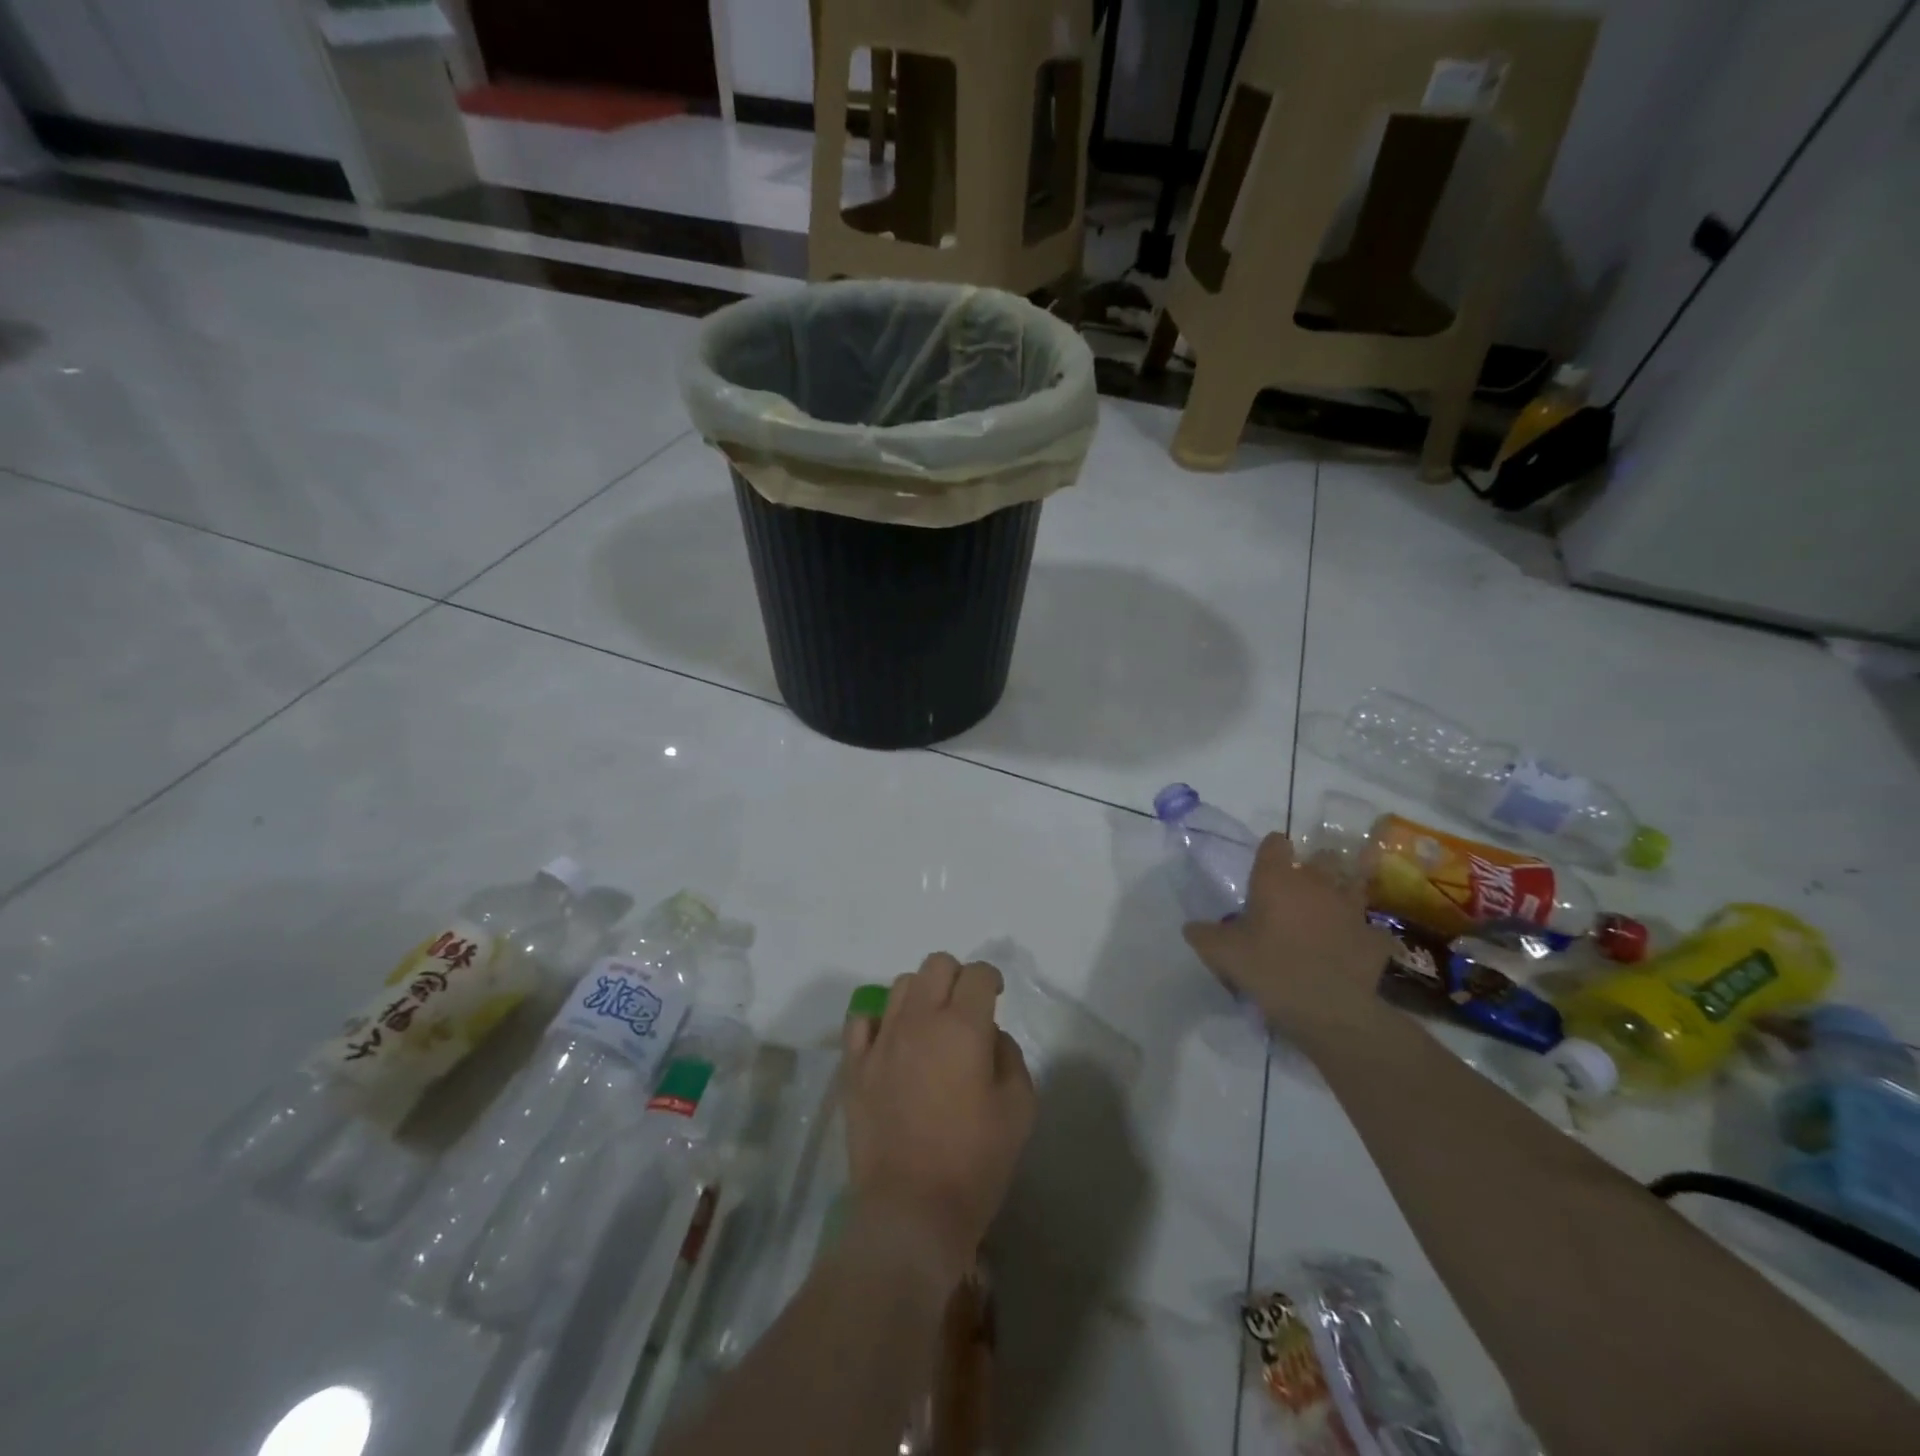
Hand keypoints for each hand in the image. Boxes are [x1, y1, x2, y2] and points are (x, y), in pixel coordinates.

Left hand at [842, 953, 1036, 1289]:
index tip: (996, 997)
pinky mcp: (854, 1066)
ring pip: (901, 986)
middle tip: (966, 1010)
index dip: (992, 979)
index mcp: (963, 1027)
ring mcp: (881, 1040)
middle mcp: (919, 1020)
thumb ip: (1010, 1057)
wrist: (910, 1212)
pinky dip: (880, 1020)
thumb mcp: (1019, 1109)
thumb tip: (990, 1036)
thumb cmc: (974, 1163)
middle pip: (936, 965)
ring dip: (922, 995)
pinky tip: (892, 1042)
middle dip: (957, 978)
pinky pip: (862, 1020)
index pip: (978, 974)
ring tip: (930, 1027)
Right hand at [1182, 833, 1395, 1047]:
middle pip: (1322, 857)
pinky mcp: (1375, 938)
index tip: (1263, 868)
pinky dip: (1361, 935)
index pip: (1276, 843)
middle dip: (1312, 867)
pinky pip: (1370, 929)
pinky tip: (1351, 949)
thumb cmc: (1270, 969)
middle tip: (1296, 891)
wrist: (1330, 1010)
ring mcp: (1352, 909)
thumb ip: (1203, 934)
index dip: (1270, 851)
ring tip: (1328, 911)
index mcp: (1278, 879)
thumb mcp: (1221, 954)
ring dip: (1341, 892)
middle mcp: (1318, 883)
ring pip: (1352, 885)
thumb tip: (1192, 927)